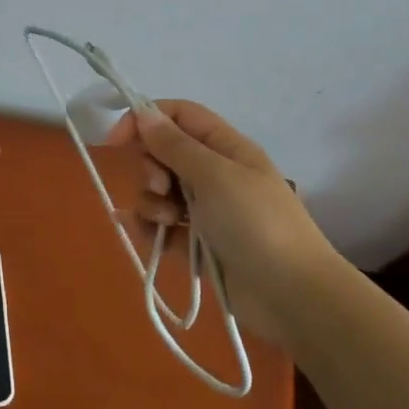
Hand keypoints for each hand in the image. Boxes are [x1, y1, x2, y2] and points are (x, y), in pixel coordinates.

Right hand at [105, 99, 328, 345]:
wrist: (292, 296)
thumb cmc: (256, 223)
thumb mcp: (215, 176)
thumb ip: (175, 145)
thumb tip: (143, 113)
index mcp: (225, 147)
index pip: (179, 116)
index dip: (146, 119)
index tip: (116, 139)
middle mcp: (214, 173)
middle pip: (164, 153)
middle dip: (151, 166)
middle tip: (161, 187)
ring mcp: (206, 210)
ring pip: (160, 191)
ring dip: (152, 202)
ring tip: (168, 222)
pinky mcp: (198, 244)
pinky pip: (163, 226)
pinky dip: (151, 228)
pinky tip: (148, 236)